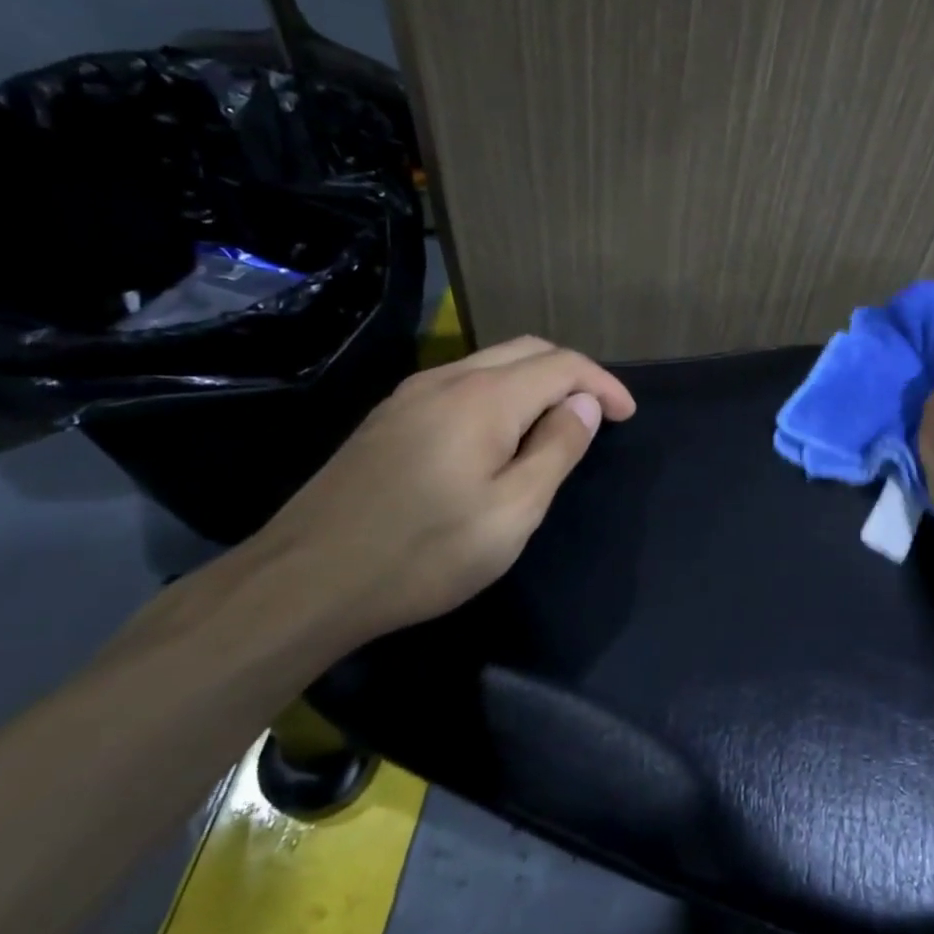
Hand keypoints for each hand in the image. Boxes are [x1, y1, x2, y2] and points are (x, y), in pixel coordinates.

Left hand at [245, 335, 635, 648]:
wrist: (305, 582)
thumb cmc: (424, 552)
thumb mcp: (513, 511)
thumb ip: (557, 449)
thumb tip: (584, 405)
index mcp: (484, 398)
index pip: (562, 365)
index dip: (603, 385)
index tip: (628, 416)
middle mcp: (447, 379)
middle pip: (526, 351)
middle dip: (572, 375)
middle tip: (598, 415)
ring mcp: (410, 396)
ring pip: (490, 364)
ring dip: (534, 382)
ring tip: (557, 424)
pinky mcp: (387, 418)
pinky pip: (460, 385)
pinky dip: (499, 394)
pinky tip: (500, 435)